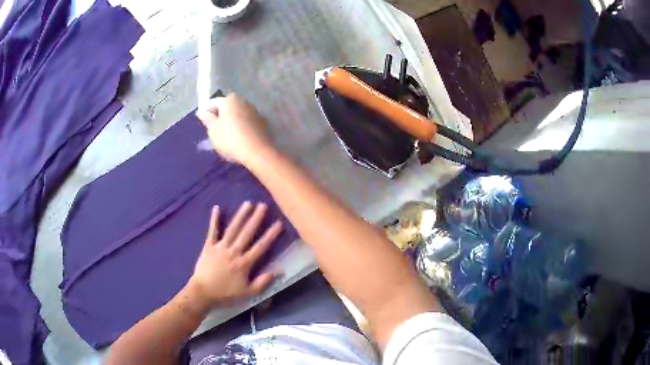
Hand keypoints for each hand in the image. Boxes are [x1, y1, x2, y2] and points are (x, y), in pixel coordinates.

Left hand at [187, 202, 282, 308]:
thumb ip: (262, 282)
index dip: (270, 235)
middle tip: (263, 205)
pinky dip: (214, 220)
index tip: (279, 223)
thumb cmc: (226, 294)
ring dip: (240, 216)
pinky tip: (217, 208)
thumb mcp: (248, 293)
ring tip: (248, 203)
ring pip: (232, 229)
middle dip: (256, 219)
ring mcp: (220, 247)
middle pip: (247, 233)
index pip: (260, 247)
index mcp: (244, 263)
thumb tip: (278, 271)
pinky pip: (212, 231)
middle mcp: (233, 252)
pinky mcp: (208, 246)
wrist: (203, 293)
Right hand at [196, 94, 274, 165]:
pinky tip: (240, 138)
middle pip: (227, 106)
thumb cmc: (230, 140)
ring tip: (227, 135)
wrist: (257, 152)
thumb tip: (203, 112)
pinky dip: (243, 126)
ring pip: (239, 113)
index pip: (213, 102)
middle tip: (214, 129)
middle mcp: (243, 101)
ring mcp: (255, 111)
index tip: (203, 123)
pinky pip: (248, 121)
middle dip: (220, 115)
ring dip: (232, 120)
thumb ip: (208, 119)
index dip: (207, 112)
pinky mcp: (262, 122)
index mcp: (230, 100)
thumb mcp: (213, 131)